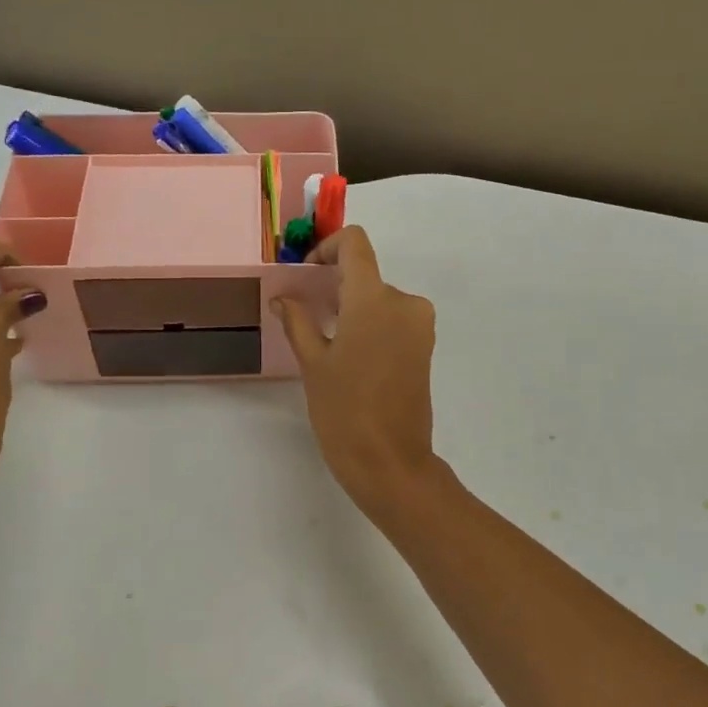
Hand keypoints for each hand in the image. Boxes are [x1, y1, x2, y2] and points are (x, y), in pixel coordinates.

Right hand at [274, 226, 441, 511]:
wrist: (390, 462)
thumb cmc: (344, 411)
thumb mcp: (313, 364)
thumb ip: (298, 321)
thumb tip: (282, 297)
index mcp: (374, 299)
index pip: (355, 244)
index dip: (327, 248)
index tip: (307, 274)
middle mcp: (404, 302)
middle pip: (365, 275)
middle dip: (334, 288)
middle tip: (305, 316)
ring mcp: (419, 326)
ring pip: (378, 300)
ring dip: (351, 309)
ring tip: (325, 344)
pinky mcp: (424, 348)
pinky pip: (393, 320)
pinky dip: (369, 325)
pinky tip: (349, 357)